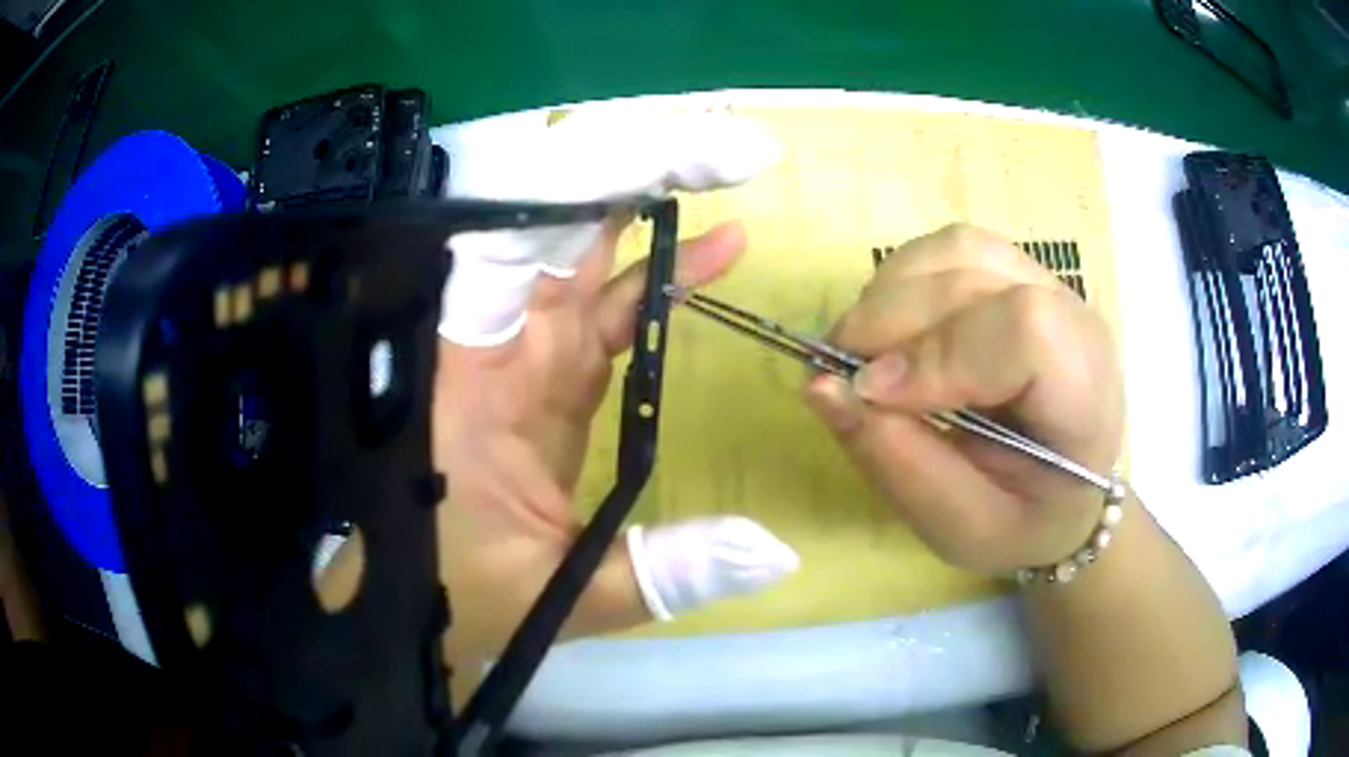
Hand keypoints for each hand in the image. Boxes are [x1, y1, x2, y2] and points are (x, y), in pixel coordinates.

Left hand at [431, 109, 795, 689]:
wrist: (412, 604)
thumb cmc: (453, 595)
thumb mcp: (554, 594)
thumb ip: (662, 572)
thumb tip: (779, 554)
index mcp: (467, 371)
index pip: (519, 238)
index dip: (593, 182)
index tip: (676, 156)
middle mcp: (489, 340)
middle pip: (554, 224)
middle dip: (633, 172)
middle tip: (721, 148)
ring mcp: (520, 352)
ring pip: (582, 252)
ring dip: (648, 206)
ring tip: (724, 170)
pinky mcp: (546, 373)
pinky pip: (602, 307)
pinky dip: (656, 279)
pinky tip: (713, 251)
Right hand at [804, 225, 1124, 573]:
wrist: (1065, 495)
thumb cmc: (1023, 524)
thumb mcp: (963, 528)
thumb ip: (899, 463)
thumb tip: (821, 386)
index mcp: (1085, 396)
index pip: (1026, 330)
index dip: (940, 352)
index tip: (870, 394)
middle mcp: (1075, 322)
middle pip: (975, 274)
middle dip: (891, 318)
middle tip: (838, 372)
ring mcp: (1048, 286)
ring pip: (956, 250)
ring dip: (892, 292)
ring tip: (863, 351)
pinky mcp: (1017, 275)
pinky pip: (950, 250)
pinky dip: (904, 280)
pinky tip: (894, 328)